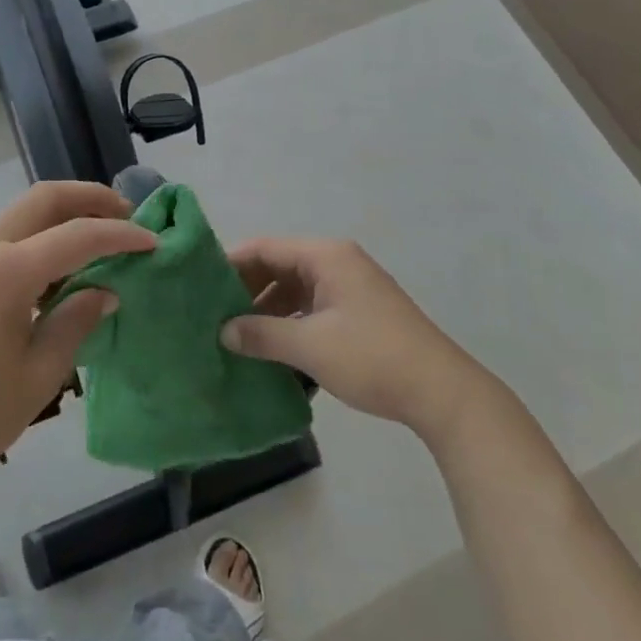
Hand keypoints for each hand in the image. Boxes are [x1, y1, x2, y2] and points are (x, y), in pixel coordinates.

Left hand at [0, 182, 154, 497]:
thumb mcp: (37, 377)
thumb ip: (75, 322)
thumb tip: (103, 291)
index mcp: (6, 272)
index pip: (77, 235)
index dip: (121, 236)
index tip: (153, 242)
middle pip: (43, 199)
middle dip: (89, 198)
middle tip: (126, 216)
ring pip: (19, 215)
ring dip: (61, 216)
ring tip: (96, 242)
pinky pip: (1, 240)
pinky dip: (35, 239)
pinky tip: (52, 273)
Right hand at [222, 237, 486, 441]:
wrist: (442, 392)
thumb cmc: (372, 357)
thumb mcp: (310, 346)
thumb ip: (262, 335)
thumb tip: (224, 332)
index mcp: (325, 256)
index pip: (266, 248)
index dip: (231, 263)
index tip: (199, 285)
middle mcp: (337, 262)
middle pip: (280, 266)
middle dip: (247, 289)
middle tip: (212, 314)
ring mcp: (350, 287)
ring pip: (295, 289)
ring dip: (268, 310)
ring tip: (235, 335)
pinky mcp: (359, 312)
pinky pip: (312, 307)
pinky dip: (290, 322)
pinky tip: (271, 348)